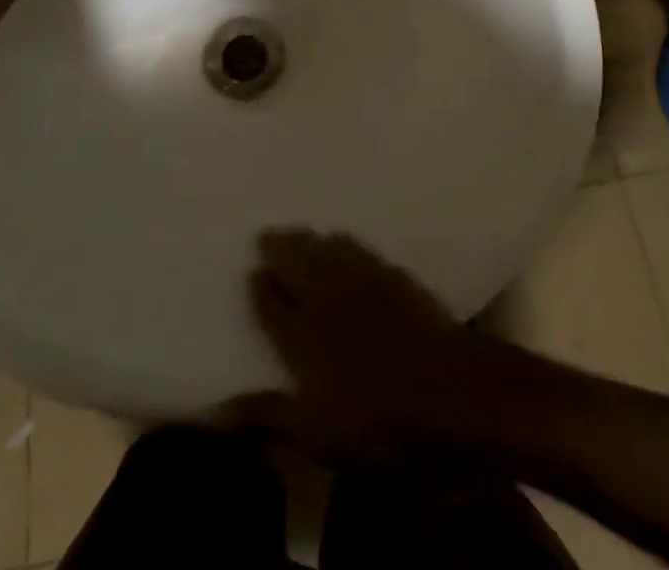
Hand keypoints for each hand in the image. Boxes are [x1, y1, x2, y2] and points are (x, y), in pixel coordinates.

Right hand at [226, 229, 477, 463]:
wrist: (453, 390)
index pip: (272, 305)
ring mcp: (363, 282)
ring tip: (298, 231)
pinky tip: (343, 239)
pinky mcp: (394, 276)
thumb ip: (268, 416)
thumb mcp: (318, 436)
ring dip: (309, 239)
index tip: (251, 272)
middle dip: (279, 248)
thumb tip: (215, 408)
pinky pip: (359, 249)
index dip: (260, 289)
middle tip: (266, 233)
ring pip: (326, 250)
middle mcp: (326, 298)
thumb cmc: (381, 426)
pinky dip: (344, 242)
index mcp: (302, 335)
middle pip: (296, 263)